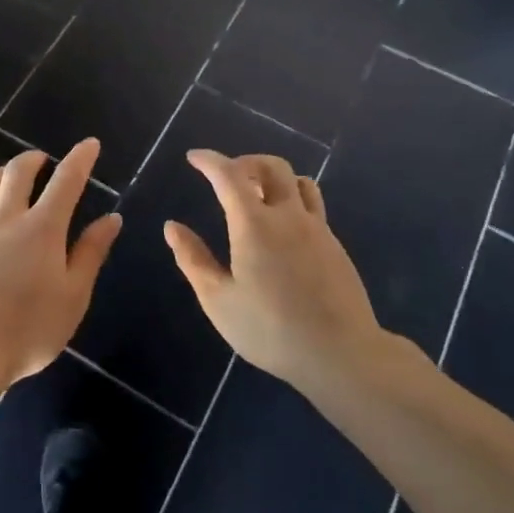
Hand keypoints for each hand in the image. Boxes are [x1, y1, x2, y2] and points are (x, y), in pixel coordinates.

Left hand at [0, 138, 122, 394]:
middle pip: (17, 172)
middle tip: (43, 160)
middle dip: (33, 159)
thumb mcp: (73, 297)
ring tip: (8, 175)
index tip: (89, 144)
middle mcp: (5, 218)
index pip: (66, 182)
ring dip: (0, 172)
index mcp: (42, 229)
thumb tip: (111, 218)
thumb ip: (90, 253)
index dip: (80, 159)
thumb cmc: (28, 331)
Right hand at [164, 151, 385, 392]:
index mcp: (254, 225)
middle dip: (245, 162)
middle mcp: (288, 216)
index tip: (194, 157)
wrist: (341, 354)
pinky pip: (312, 206)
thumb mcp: (218, 300)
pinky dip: (291, 201)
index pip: (229, 175)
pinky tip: (282, 229)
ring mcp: (317, 229)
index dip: (209, 161)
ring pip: (298, 181)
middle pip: (271, 166)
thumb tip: (172, 227)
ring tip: (256, 196)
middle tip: (226, 177)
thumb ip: (193, 259)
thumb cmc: (270, 330)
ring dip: (274, 178)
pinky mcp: (334, 246)